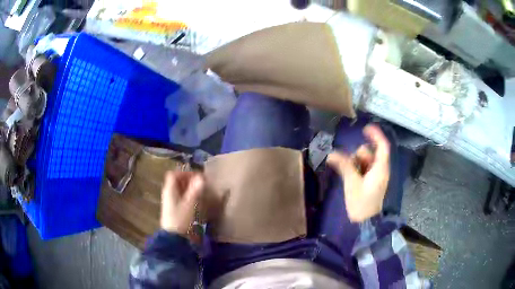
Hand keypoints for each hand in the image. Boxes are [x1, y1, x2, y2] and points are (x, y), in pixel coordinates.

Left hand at [160, 171, 204, 234]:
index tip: (197, 176)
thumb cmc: (181, 219)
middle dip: (189, 181)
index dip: (185, 173)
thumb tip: (202, 177)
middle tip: (201, 184)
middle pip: (177, 182)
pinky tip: (197, 202)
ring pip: (179, 191)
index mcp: (169, 190)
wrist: (175, 238)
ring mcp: (171, 203)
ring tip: (201, 192)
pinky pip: (181, 199)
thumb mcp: (190, 204)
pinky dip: (189, 197)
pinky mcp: (174, 211)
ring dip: (190, 189)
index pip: (174, 175)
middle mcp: (168, 194)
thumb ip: (195, 190)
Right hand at [327, 124, 389, 222]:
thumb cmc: (361, 203)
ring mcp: (374, 176)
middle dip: (358, 154)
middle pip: (370, 153)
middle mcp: (379, 169)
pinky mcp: (369, 182)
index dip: (376, 135)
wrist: (365, 223)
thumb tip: (331, 154)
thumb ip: (344, 166)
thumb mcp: (352, 183)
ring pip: (364, 161)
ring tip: (347, 172)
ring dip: (354, 162)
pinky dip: (354, 168)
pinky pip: (362, 169)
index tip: (365, 128)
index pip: (382, 146)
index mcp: (380, 168)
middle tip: (349, 163)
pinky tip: (347, 174)